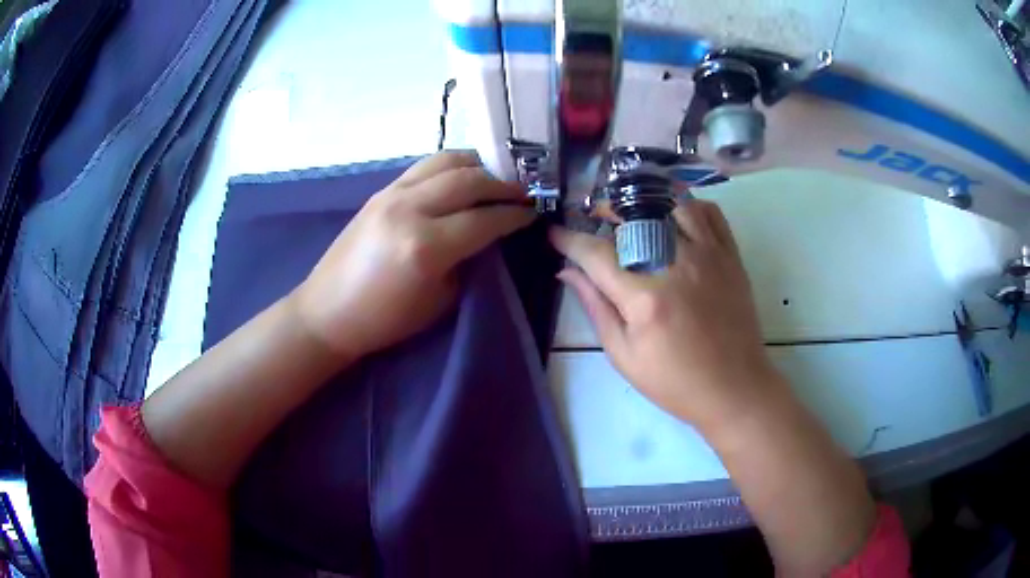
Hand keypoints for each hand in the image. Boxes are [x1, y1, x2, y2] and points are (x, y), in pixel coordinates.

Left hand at [294, 152, 534, 359]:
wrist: (329, 311)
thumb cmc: (386, 320)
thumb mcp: (440, 300)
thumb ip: (469, 261)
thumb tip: (489, 234)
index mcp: (427, 246)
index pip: (484, 219)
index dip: (514, 215)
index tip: (533, 213)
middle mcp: (410, 209)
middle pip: (470, 180)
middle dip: (503, 185)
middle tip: (522, 194)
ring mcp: (392, 194)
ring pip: (446, 161)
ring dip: (478, 166)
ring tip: (495, 178)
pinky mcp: (381, 191)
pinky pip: (424, 166)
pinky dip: (450, 166)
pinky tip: (461, 177)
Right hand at [550, 200, 777, 428]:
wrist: (733, 388)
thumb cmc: (674, 381)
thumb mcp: (623, 355)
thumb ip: (596, 307)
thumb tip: (567, 272)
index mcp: (645, 297)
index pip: (596, 253)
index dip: (570, 240)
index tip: (555, 234)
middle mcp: (677, 265)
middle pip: (634, 216)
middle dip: (606, 210)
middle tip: (594, 217)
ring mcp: (708, 256)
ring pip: (672, 203)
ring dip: (646, 200)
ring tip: (633, 211)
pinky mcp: (731, 257)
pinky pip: (710, 213)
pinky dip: (689, 205)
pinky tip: (674, 216)